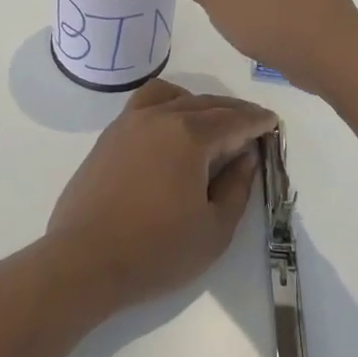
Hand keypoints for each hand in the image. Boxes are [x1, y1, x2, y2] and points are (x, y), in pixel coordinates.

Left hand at [46, 79, 274, 312]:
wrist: (84, 260)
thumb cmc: (156, 251)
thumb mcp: (214, 230)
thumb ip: (237, 188)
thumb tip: (246, 157)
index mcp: (189, 136)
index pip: (232, 120)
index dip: (256, 121)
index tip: (272, 122)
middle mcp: (159, 117)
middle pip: (205, 104)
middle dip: (232, 111)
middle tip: (251, 124)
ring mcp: (129, 123)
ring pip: (172, 97)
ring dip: (198, 103)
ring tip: (212, 122)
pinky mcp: (109, 136)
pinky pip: (145, 105)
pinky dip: (167, 105)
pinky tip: (172, 128)